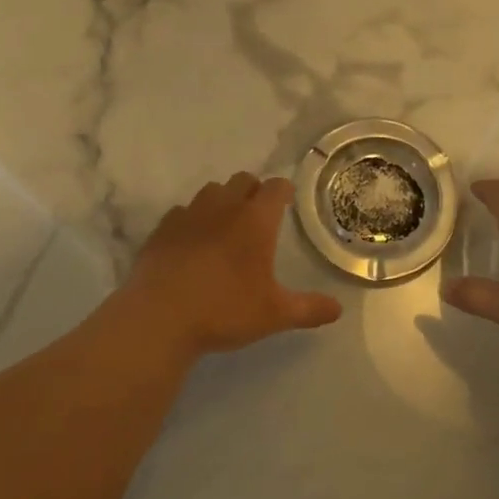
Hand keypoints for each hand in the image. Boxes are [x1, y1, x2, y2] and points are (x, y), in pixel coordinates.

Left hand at [117, 173, 343, 355]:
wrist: (159, 318)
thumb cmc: (224, 310)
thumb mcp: (274, 315)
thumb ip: (309, 309)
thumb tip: (338, 309)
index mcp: (255, 221)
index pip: (275, 188)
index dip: (284, 191)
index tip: (287, 200)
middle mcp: (224, 208)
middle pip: (242, 180)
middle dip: (253, 190)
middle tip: (258, 214)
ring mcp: (189, 215)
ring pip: (211, 191)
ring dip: (223, 200)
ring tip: (225, 224)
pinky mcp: (162, 229)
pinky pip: (182, 212)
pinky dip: (192, 219)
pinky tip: (192, 241)